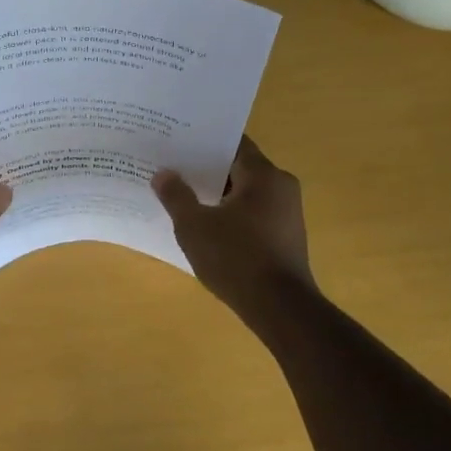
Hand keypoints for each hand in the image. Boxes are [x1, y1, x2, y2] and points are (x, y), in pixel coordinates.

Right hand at [153, 136, 315, 315]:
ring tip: (183, 197)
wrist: (280, 308)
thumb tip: (163, 174)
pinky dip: (231, 215)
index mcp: (264, 175)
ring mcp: (287, 213)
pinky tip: (206, 227)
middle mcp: (282, 187)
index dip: (204, 142)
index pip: (233, 143)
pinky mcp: (286, 237)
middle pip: (239, 168)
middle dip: (206, 169)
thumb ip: (176, 196)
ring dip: (218, 195)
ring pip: (246, 193)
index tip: (177, 142)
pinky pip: (253, 215)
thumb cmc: (236, 259)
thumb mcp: (194, 226)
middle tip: (173, 168)